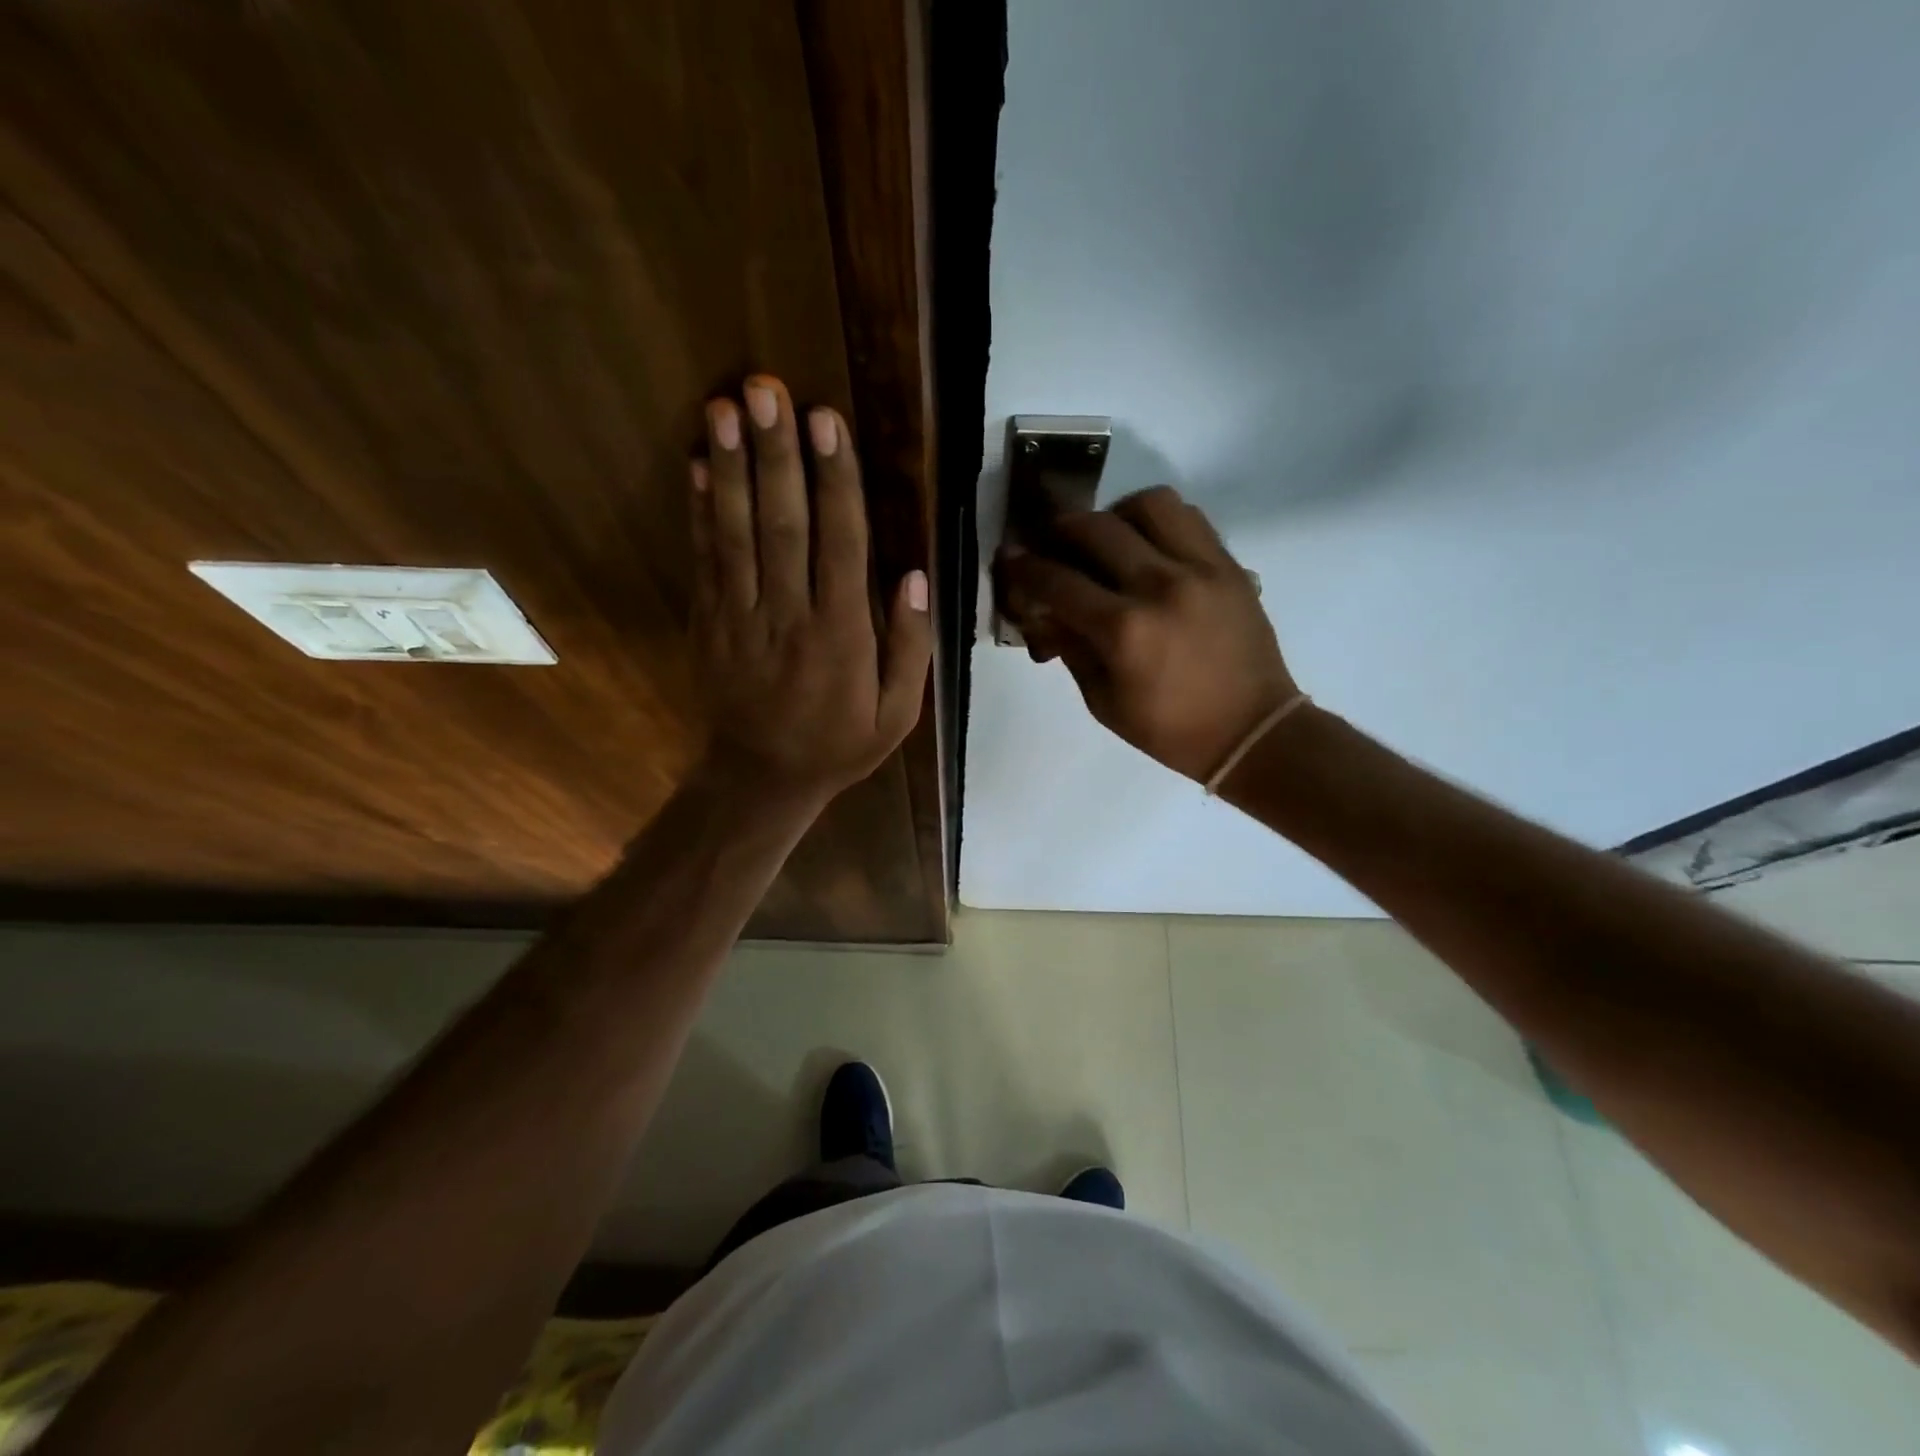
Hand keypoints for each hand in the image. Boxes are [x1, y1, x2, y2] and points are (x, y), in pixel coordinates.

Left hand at [691, 375, 931, 802]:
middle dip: (776, 455)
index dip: (833, 480)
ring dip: (730, 468)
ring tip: (724, 407)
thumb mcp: (896, 715)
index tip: (825, 421)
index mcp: (841, 636)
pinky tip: (697, 465)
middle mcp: (789, 617)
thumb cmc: (838, 744)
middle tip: (767, 389)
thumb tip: (914, 576)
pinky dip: (700, 510)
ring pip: (736, 534)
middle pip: (782, 525)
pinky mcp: (708, 622)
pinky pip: (704, 560)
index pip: (840, 545)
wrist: (760, 779)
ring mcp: (740, 618)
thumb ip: (909, 647)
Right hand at [997, 487, 1295, 781]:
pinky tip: (1148, 546)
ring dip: (1114, 515)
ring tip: (1107, 540)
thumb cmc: (1170, 730)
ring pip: (1147, 505)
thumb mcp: (1103, 702)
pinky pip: (1188, 517)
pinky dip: (1158, 521)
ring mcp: (1201, 568)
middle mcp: (1160, 586)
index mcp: (1124, 631)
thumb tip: (1043, 610)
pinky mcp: (1229, 564)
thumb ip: (1069, 647)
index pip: (1057, 582)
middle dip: (1059, 530)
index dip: (1023, 568)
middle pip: (1094, 528)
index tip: (1008, 558)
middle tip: (1050, 543)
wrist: (1252, 731)